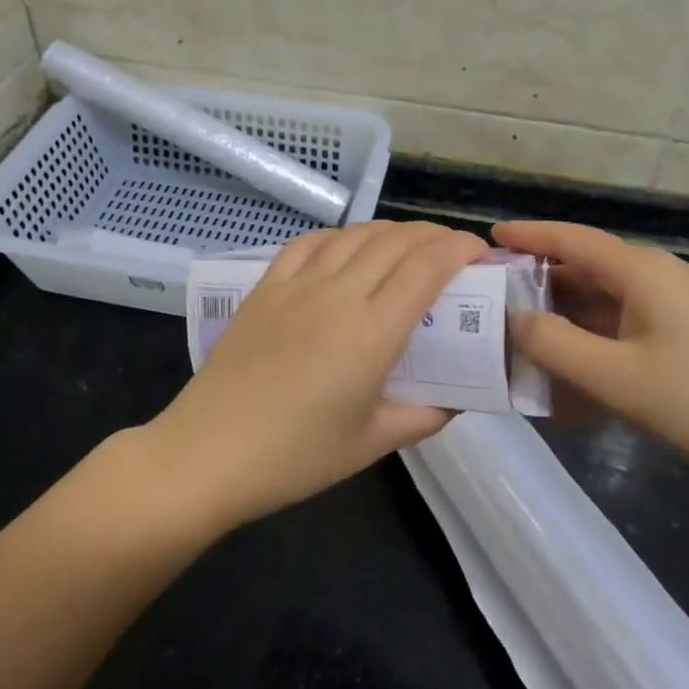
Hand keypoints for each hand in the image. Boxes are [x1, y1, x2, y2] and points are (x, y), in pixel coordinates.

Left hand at [142, 221, 487, 531]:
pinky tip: (347, 247)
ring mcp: (298, 284)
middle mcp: (339, 294)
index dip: (460, 249)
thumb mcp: (372, 444)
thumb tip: (457, 400)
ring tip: (408, 245)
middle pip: (396, 241)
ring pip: (356, 235)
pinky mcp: (266, 286)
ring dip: (391, 231)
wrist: (208, 452)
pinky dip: (340, 236)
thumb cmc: (296, 457)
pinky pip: (310, 243)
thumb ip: (424, 416)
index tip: (479, 253)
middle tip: (452, 251)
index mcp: (372, 332)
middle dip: (434, 236)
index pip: (428, 267)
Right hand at [494, 221, 688, 488]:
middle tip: (495, 311)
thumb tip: (514, 320)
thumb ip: (555, 346)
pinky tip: (584, 388)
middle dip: (540, 290)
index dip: (527, 235)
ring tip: (530, 354)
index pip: (571, 239)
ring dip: (570, 328)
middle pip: (587, 272)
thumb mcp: (620, 379)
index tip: (487, 237)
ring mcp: (686, 310)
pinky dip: (601, 351)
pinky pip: (634, 334)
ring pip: (610, 308)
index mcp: (641, 272)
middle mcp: (662, 280)